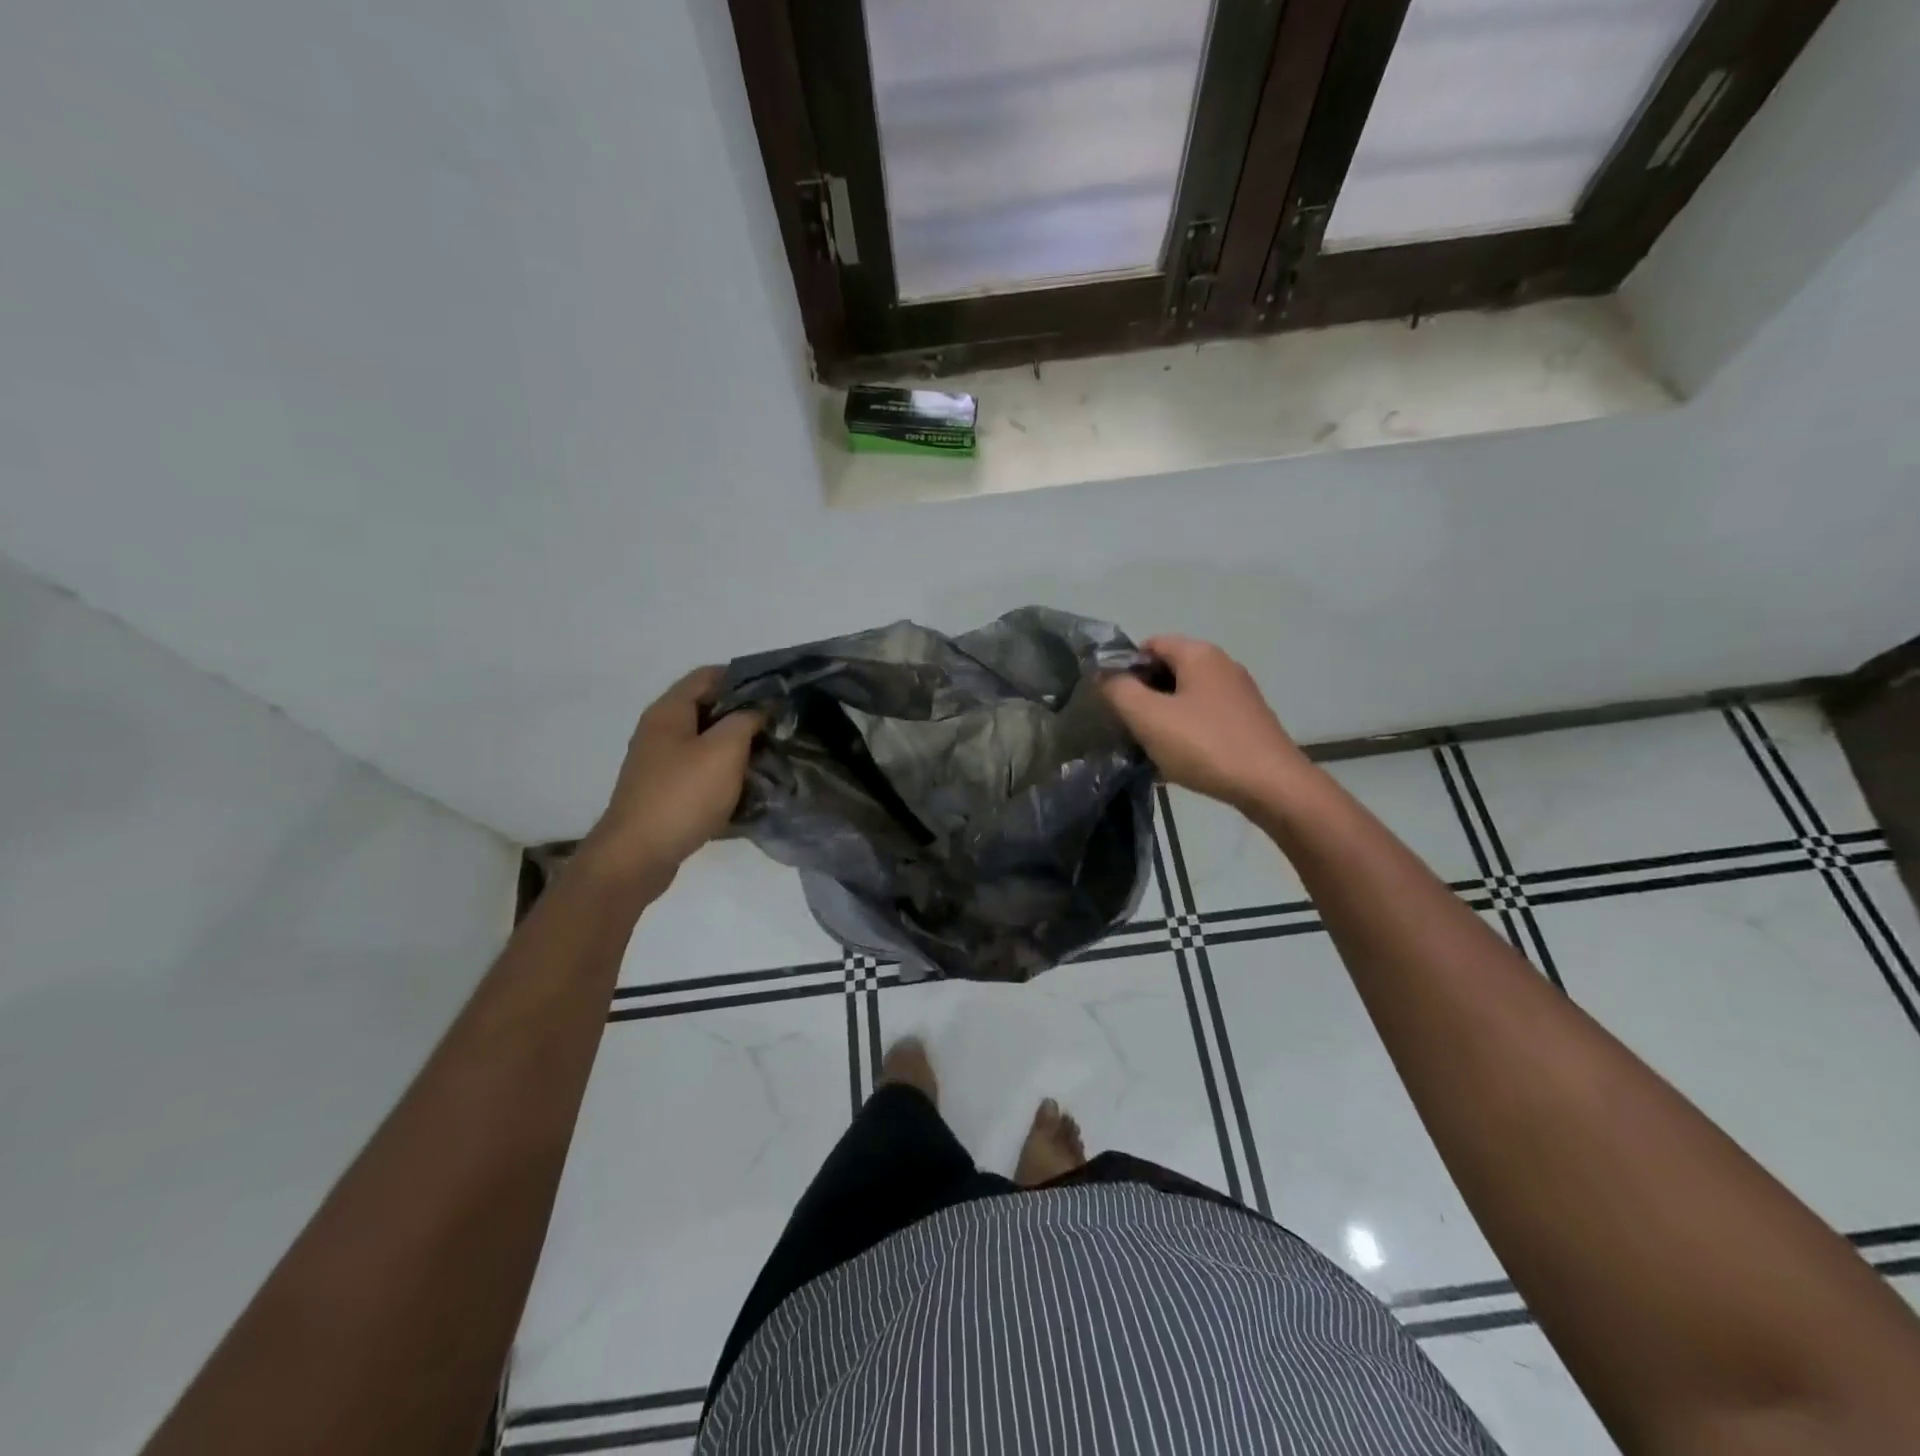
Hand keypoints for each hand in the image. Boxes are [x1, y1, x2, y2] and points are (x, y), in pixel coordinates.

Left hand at [581, 667, 760, 891]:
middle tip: (780, 727)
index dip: (744, 678)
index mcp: (669, 711)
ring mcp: (660, 763)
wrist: (637, 856)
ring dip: (737, 747)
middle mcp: (660, 731)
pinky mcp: (665, 791)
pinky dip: (724, 774)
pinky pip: (700, 772)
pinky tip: (747, 787)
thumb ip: (746, 720)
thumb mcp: (724, 750)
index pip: (709, 676)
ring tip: (771, 756)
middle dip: (744, 715)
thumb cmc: (682, 795)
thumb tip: (760, 709)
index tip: (777, 693)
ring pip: (706, 743)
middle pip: (708, 709)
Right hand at [1100, 635, 1312, 811]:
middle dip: (1144, 694)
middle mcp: (1222, 665)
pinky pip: (1205, 717)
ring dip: (1164, 716)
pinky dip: (1187, 731)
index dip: (1125, 668)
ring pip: (1186, 696)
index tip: (1113, 701)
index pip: (1150, 644)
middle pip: (1169, 669)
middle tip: (1128, 726)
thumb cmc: (1204, 745)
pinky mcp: (1248, 721)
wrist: (1271, 786)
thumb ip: (1118, 690)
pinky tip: (1179, 759)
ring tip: (1150, 746)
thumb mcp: (1148, 717)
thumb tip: (1104, 674)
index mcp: (1199, 654)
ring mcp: (1239, 694)